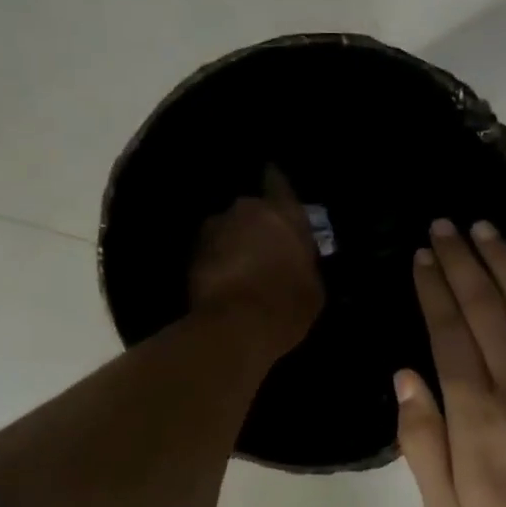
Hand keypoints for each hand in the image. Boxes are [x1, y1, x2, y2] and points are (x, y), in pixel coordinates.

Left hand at [190, 166, 323, 356]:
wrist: (236, 326)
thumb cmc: (287, 304)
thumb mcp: (314, 285)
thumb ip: (303, 260)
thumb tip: (295, 259)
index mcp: (283, 213)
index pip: (279, 184)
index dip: (276, 184)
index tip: (273, 180)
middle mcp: (246, 210)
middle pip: (251, 211)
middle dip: (256, 224)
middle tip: (264, 245)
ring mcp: (214, 230)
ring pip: (228, 230)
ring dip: (234, 242)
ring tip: (243, 267)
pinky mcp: (191, 254)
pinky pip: (211, 251)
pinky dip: (218, 261)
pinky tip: (227, 281)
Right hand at [394, 220, 505, 506]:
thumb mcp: (443, 505)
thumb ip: (420, 438)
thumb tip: (405, 376)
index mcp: (476, 411)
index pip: (449, 331)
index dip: (433, 288)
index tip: (421, 256)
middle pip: (485, 305)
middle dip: (462, 259)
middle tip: (444, 225)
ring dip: (505, 261)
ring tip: (485, 228)